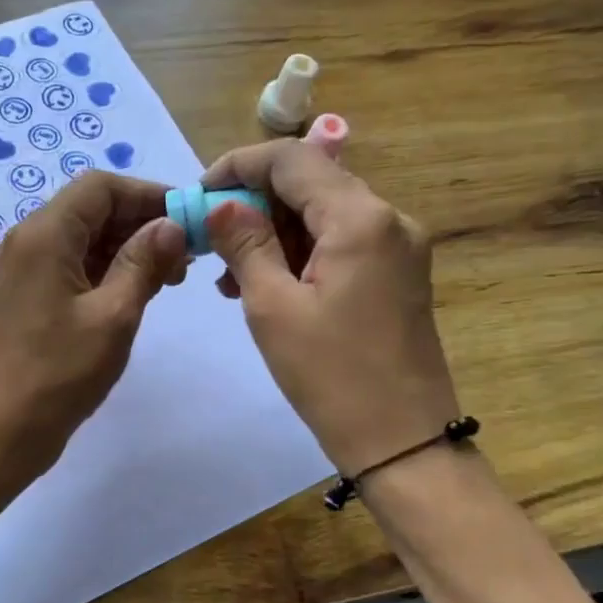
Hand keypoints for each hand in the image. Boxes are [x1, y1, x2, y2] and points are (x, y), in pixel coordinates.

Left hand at [0, 172, 187, 481]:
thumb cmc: (57, 375)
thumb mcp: (113, 316)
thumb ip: (144, 263)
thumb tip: (170, 225)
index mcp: (44, 235)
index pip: (100, 187)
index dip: (148, 195)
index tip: (188, 220)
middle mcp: (26, 242)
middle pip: (90, 210)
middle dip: (140, 224)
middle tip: (185, 256)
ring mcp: (20, 271)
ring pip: (80, 240)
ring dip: (124, 250)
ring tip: (168, 279)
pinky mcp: (21, 298)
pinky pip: (67, 267)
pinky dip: (103, 272)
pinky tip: (134, 294)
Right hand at [202, 141, 459, 475]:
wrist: (402, 443)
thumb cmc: (331, 376)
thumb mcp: (273, 307)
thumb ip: (245, 244)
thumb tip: (221, 204)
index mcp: (360, 218)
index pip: (292, 159)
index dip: (239, 165)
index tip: (200, 193)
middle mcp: (389, 219)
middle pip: (311, 183)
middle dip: (254, 203)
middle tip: (210, 240)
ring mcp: (399, 247)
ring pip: (324, 213)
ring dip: (274, 231)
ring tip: (230, 276)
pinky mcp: (398, 274)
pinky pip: (341, 243)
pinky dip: (300, 252)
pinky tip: (267, 284)